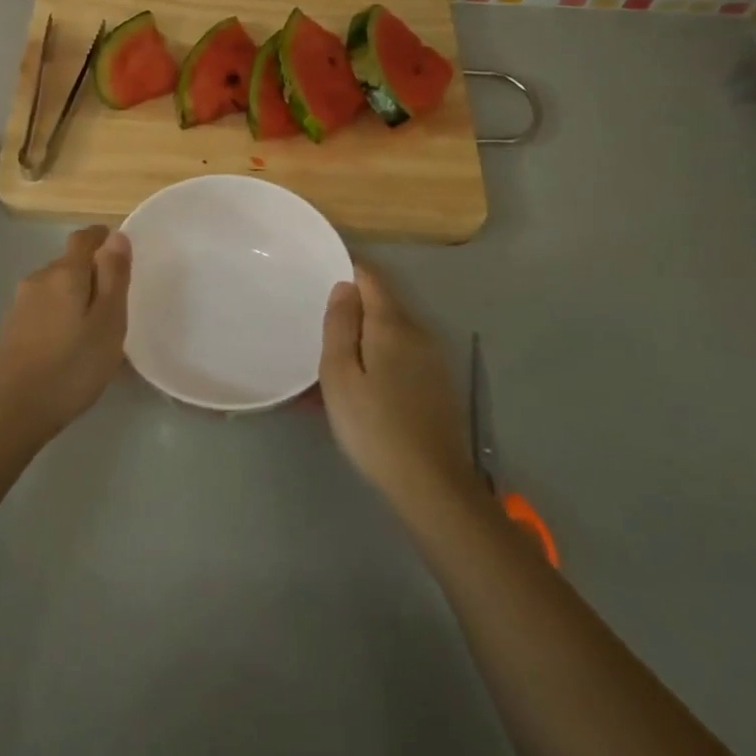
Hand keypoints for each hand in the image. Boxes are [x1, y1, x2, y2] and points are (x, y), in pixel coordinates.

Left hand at [0, 226, 131, 439]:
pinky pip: (43, 308)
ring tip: (94, 329)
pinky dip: (60, 315)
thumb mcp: (108, 322)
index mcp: (64, 273)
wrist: (12, 411)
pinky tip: (69, 345)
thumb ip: (114, 276)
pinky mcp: (11, 328)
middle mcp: (38, 279)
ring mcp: (20, 304)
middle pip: (68, 263)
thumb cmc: (72, 366)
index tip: (120, 254)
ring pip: (55, 287)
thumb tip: (116, 235)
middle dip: (91, 273)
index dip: (102, 239)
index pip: (83, 238)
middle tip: (114, 304)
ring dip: (74, 297)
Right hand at [318, 266, 469, 503]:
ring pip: (391, 334)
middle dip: (352, 308)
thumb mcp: (340, 375)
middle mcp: (419, 333)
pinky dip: (378, 360)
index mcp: (393, 325)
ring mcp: (433, 360)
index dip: (346, 270)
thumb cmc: (374, 427)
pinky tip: (361, 388)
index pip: (370, 278)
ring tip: (333, 362)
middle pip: (382, 305)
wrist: (431, 485)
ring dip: (363, 338)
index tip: (318, 276)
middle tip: (317, 325)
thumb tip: (344, 287)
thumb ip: (340, 325)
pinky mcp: (438, 386)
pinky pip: (401, 357)